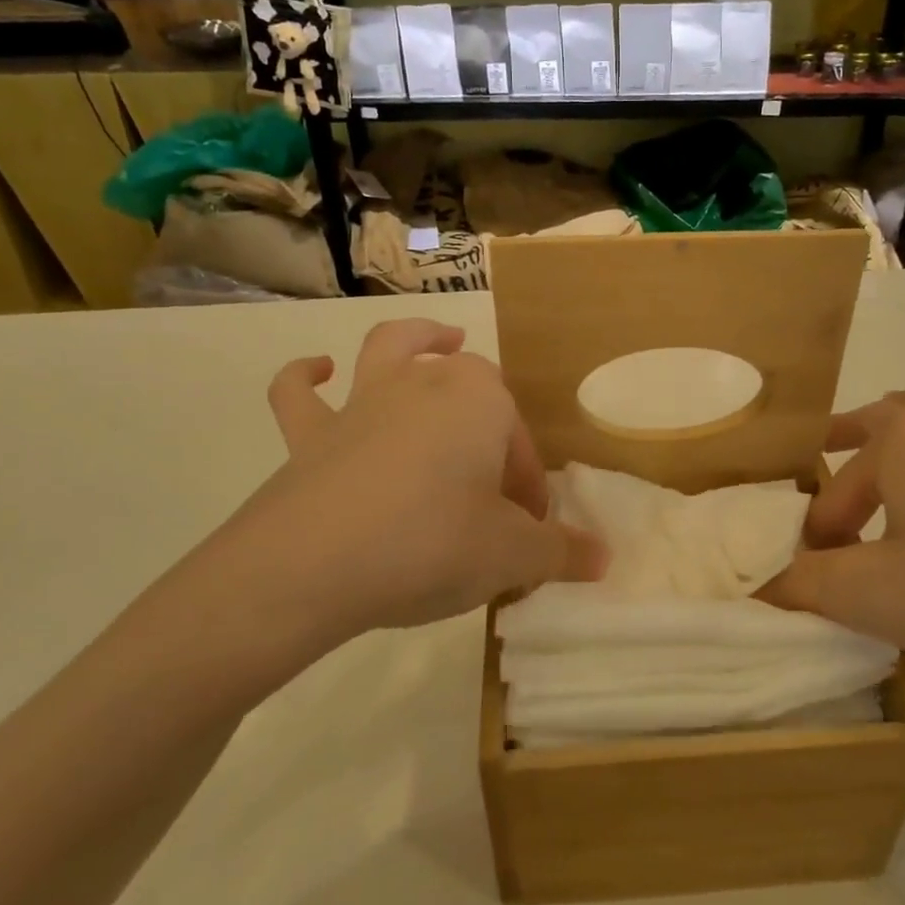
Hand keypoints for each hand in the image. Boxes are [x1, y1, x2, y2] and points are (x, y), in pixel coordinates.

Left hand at [158, 319, 604, 695]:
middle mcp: (423, 384)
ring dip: (418, 339)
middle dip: (489, 422)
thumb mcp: (511, 557)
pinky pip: (301, 394)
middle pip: (470, 386)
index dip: (528, 482)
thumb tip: (604, 558)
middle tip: (495, 477)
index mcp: (479, 401)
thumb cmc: (431, 544)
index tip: (529, 528)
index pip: (519, 437)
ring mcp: (361, 403)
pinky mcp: (308, 435)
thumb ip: (561, 552)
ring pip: (392, 350)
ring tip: (441, 340)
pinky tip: (318, 371)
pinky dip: (306, 377)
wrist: (312, 566)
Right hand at [761, 387, 904, 721]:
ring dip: (899, 440)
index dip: (817, 534)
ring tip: (881, 468)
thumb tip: (762, 588)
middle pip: (882, 420)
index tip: (815, 576)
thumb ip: (801, 585)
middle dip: (846, 451)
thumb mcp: (867, 596)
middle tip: (825, 485)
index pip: (835, 487)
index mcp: (903, 437)